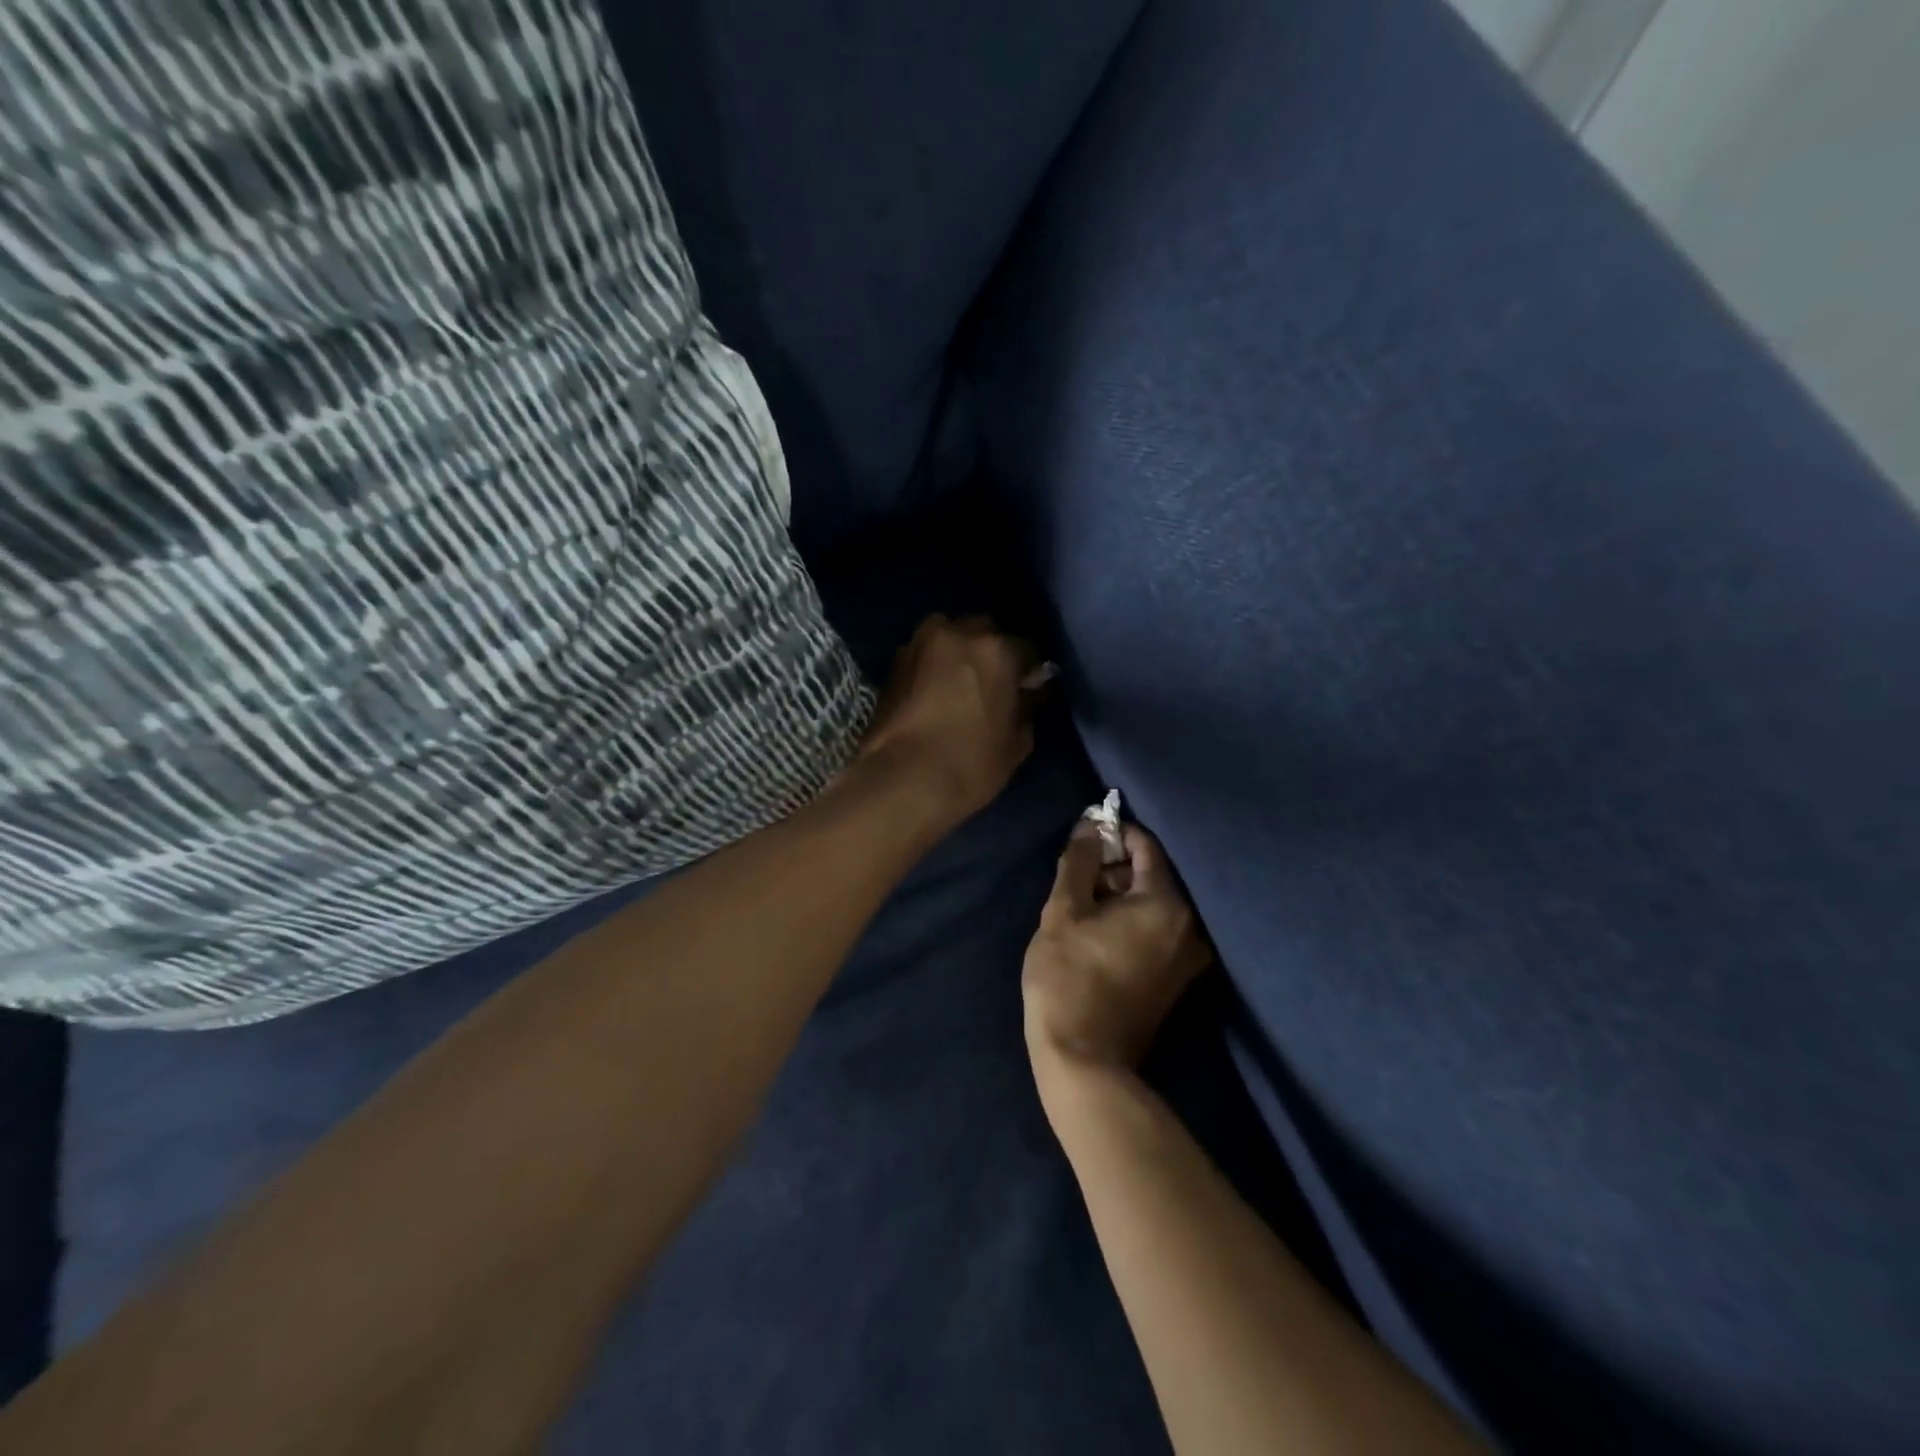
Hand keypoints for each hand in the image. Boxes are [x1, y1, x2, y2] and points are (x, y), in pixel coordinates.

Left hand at [858, 615, 1039, 831]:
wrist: (902, 780)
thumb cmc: (970, 764)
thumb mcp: (1016, 744)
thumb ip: (1026, 709)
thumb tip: (1027, 695)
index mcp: (996, 650)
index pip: (1026, 648)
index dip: (1028, 670)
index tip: (1028, 688)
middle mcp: (957, 634)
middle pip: (983, 631)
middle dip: (990, 650)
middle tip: (992, 681)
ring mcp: (919, 645)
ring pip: (948, 636)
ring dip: (957, 652)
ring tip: (960, 683)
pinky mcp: (893, 664)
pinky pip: (924, 655)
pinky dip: (932, 666)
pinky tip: (935, 692)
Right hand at [1024, 821, 1213, 1080]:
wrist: (1084, 1061)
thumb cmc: (1068, 978)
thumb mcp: (1063, 911)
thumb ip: (1080, 861)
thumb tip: (1090, 825)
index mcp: (1166, 904)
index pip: (1146, 846)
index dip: (1113, 835)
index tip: (1083, 841)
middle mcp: (1190, 927)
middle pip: (1152, 876)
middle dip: (1114, 869)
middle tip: (1075, 880)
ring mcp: (1188, 957)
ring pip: (1154, 905)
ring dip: (1120, 897)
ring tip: (1081, 909)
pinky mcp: (1177, 980)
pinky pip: (1157, 932)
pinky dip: (1131, 922)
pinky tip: (1099, 935)